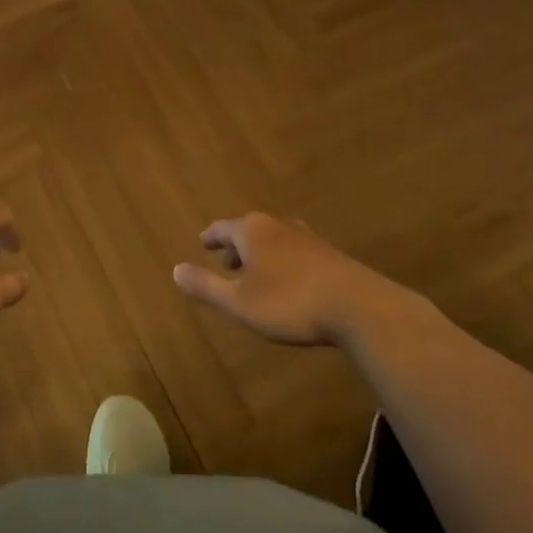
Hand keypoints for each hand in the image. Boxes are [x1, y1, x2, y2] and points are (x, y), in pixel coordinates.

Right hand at [172, 213, 399, 345]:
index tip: (203, 243)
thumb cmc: (289, 302)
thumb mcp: (239, 303)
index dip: (211, 237)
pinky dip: (282, 260)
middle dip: (236, 246)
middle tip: (226, 262)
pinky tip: (289, 280)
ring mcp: (306, 237)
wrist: (357, 307)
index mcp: (252, 231)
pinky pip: (294, 250)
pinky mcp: (328, 253)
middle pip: (249, 230)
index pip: (222, 228)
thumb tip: (175, 270)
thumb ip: (206, 286)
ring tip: (256, 273)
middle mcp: (277, 225)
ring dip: (260, 254)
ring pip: (273, 239)